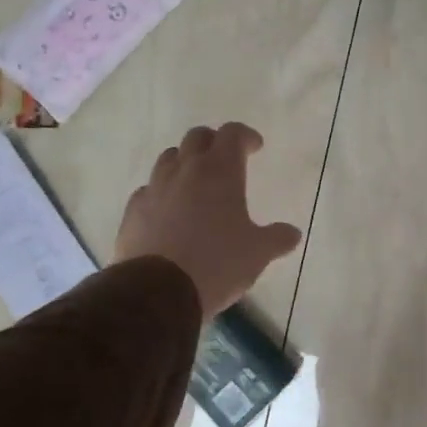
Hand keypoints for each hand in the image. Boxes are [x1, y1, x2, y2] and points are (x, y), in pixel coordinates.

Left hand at [114, 122, 301, 318]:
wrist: (157, 292)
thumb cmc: (217, 263)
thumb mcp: (257, 253)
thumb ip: (277, 238)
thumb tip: (293, 234)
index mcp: (220, 172)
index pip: (232, 134)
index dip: (245, 136)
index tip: (255, 148)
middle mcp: (185, 171)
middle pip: (197, 137)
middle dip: (213, 142)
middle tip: (225, 159)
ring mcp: (154, 189)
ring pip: (168, 159)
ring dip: (184, 163)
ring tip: (195, 183)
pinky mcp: (133, 211)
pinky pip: (148, 190)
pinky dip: (161, 192)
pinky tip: (168, 211)